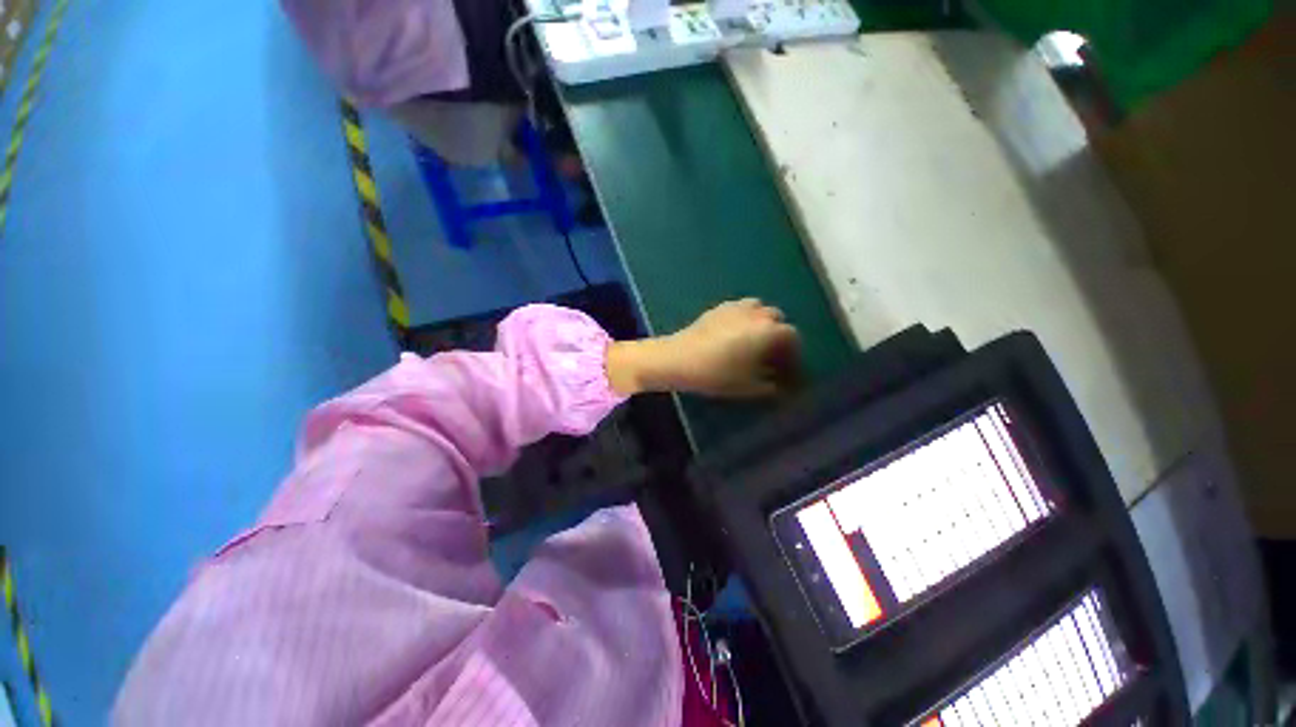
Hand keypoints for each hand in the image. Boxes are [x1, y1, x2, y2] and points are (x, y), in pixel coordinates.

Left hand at [608, 298, 801, 397]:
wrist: (678, 358)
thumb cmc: (716, 374)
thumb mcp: (747, 386)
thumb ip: (769, 385)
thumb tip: (778, 384)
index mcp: (767, 331)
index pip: (792, 336)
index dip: (793, 353)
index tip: (788, 367)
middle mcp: (756, 313)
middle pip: (777, 319)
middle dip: (778, 336)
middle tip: (771, 355)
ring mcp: (736, 307)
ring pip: (759, 309)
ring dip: (762, 323)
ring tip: (754, 341)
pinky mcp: (718, 307)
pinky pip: (741, 308)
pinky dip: (745, 318)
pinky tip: (735, 334)